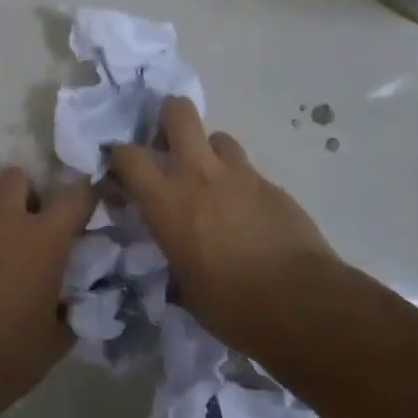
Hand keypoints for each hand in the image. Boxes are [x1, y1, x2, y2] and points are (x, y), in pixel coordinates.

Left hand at [0, 167, 96, 417]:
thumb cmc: (6, 357)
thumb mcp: (57, 339)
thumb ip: (73, 307)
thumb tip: (76, 297)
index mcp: (40, 240)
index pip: (75, 195)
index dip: (90, 194)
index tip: (97, 207)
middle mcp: (3, 227)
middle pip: (16, 178)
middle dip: (33, 192)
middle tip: (44, 229)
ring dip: (7, 231)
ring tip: (16, 279)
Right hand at [108, 97, 337, 354]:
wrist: (300, 302)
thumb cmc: (231, 305)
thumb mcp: (185, 286)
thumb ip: (174, 255)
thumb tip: (176, 254)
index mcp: (167, 201)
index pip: (127, 155)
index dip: (118, 157)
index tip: (119, 173)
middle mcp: (199, 174)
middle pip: (178, 112)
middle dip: (168, 118)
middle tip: (168, 146)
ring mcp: (240, 174)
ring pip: (218, 137)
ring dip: (210, 153)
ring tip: (213, 182)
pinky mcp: (272, 185)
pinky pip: (248, 171)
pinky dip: (240, 183)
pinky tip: (247, 212)